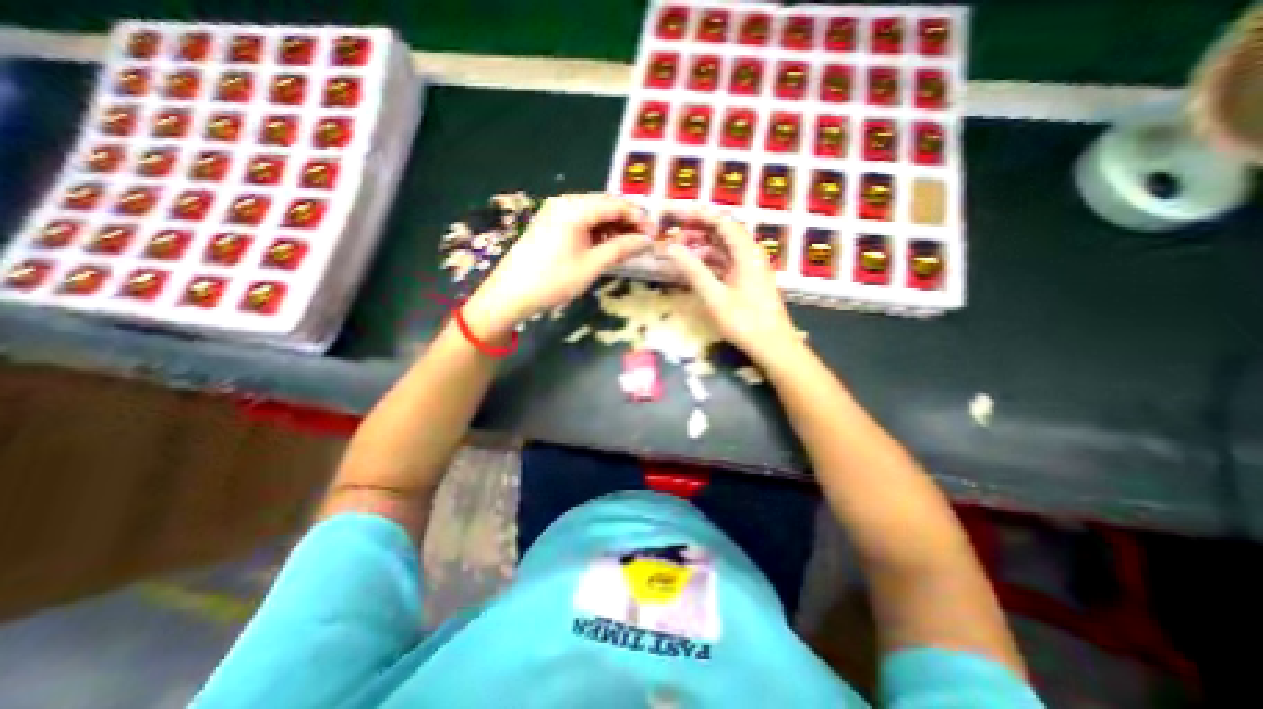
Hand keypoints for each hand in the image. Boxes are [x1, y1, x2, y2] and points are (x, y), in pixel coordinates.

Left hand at [467, 194, 654, 336]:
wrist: (511, 294)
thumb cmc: (554, 280)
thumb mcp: (592, 265)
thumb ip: (621, 248)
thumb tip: (647, 241)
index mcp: (575, 208)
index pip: (615, 205)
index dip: (638, 218)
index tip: (654, 234)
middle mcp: (565, 202)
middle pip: (605, 206)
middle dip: (627, 222)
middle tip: (644, 241)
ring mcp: (555, 212)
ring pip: (593, 214)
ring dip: (613, 227)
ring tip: (628, 246)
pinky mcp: (550, 224)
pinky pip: (581, 221)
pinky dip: (597, 231)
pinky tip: (606, 245)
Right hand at [661, 204, 796, 359]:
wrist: (773, 346)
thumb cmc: (744, 321)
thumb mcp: (714, 296)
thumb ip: (693, 270)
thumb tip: (671, 248)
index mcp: (746, 252)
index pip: (722, 222)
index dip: (698, 215)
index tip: (675, 214)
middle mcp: (750, 254)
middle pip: (723, 232)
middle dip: (698, 229)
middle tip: (674, 233)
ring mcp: (750, 267)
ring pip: (724, 248)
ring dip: (702, 246)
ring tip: (679, 250)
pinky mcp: (748, 280)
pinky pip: (727, 262)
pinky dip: (710, 261)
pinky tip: (695, 266)